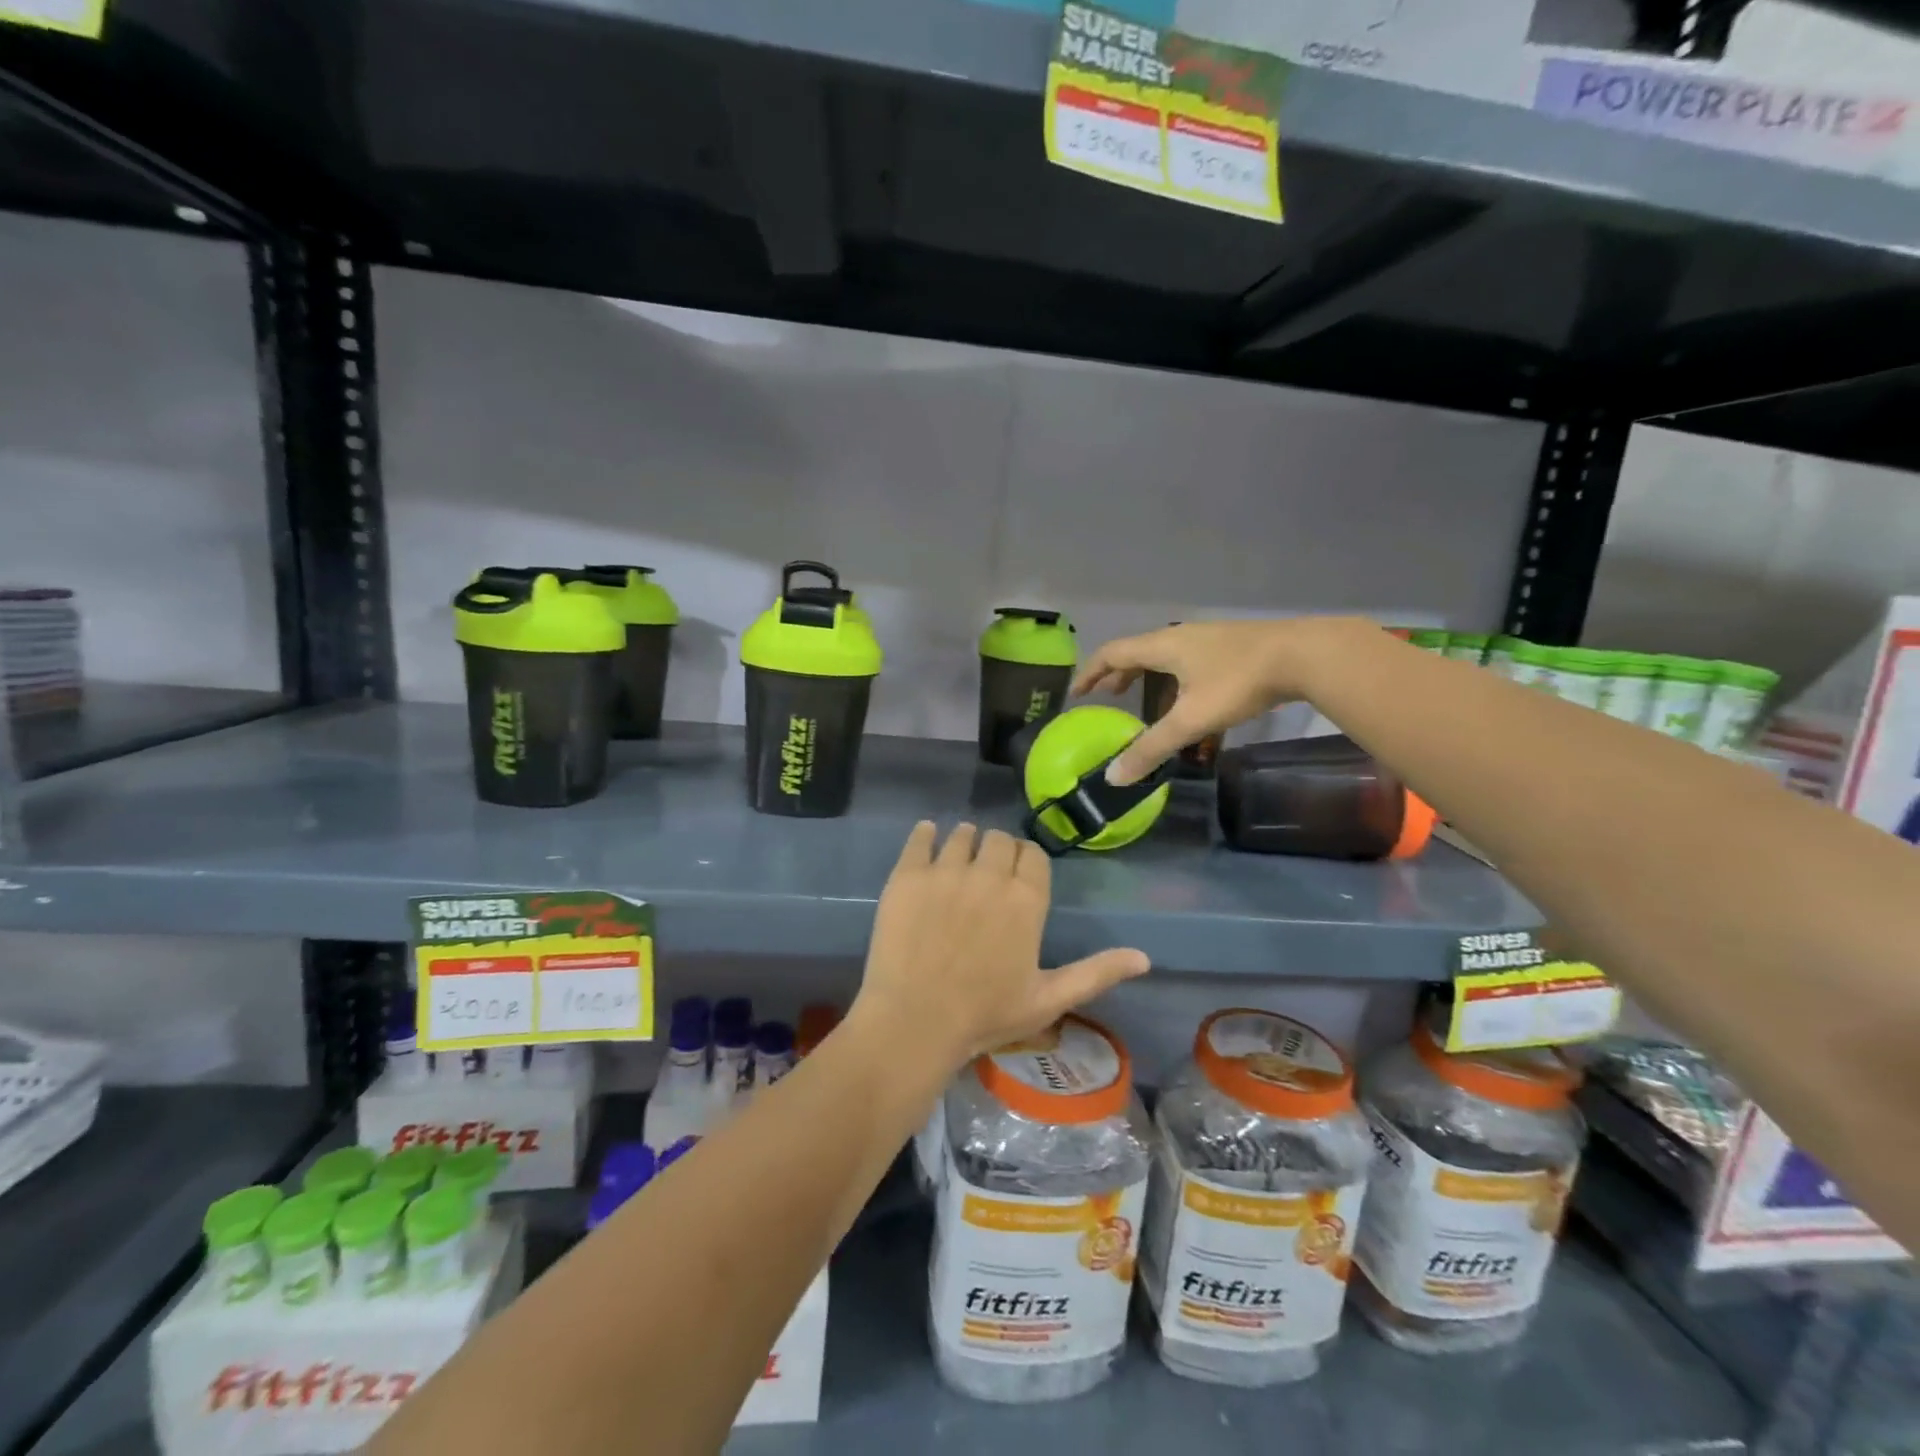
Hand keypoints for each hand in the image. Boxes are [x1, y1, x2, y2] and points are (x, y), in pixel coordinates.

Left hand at [852, 822, 1148, 1067]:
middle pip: (998, 840)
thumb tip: (1145, 957)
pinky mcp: (908, 875)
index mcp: (1026, 900)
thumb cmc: (985, 1015)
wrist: (915, 1022)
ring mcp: (945, 871)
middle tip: (985, 876)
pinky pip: (920, 837)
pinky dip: (926, 835)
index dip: (1025, 862)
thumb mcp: (1048, 999)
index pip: (1032, 855)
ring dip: (965, 843)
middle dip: (997, 851)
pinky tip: (927, 840)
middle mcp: (989, 874)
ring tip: (957, 863)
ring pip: (962, 834)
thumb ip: (1097, 973)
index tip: (1016, 877)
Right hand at [1076, 618, 1365, 783]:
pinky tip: (1187, 695)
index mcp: (1162, 646)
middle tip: (1106, 697)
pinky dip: (1171, 675)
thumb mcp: (1191, 720)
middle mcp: (1180, 636)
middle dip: (1117, 674)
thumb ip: (1152, 748)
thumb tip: (1114, 777)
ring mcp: (1208, 638)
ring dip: (1145, 674)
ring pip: (1163, 654)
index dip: (1090, 673)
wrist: (1304, 655)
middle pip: (1136, 651)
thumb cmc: (1239, 682)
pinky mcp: (1230, 645)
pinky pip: (1186, 658)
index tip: (1077, 694)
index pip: (1112, 654)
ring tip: (1141, 696)